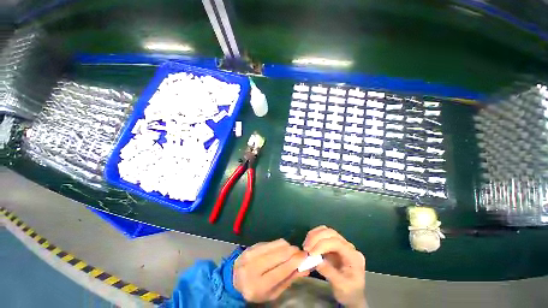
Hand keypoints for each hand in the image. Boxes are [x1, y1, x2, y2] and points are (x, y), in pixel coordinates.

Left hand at [233, 239, 308, 302]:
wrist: (236, 278)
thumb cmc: (256, 290)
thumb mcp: (273, 292)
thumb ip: (289, 280)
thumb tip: (306, 269)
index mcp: (258, 285)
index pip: (282, 270)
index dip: (296, 261)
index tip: (306, 257)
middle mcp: (253, 267)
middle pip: (280, 254)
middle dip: (294, 251)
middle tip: (301, 253)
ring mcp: (252, 253)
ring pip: (277, 245)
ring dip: (289, 247)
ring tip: (292, 252)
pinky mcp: (253, 245)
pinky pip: (272, 241)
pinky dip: (281, 244)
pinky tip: (282, 250)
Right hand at [303, 226, 366, 307]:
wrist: (352, 295)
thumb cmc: (349, 292)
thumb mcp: (341, 286)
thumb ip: (329, 273)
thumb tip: (316, 261)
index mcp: (353, 255)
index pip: (336, 242)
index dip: (322, 245)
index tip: (311, 253)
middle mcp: (347, 246)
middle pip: (330, 233)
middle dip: (316, 238)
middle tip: (306, 248)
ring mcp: (340, 244)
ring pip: (325, 231)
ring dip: (313, 235)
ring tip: (305, 246)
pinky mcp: (332, 245)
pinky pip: (322, 235)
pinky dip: (313, 237)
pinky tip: (308, 244)